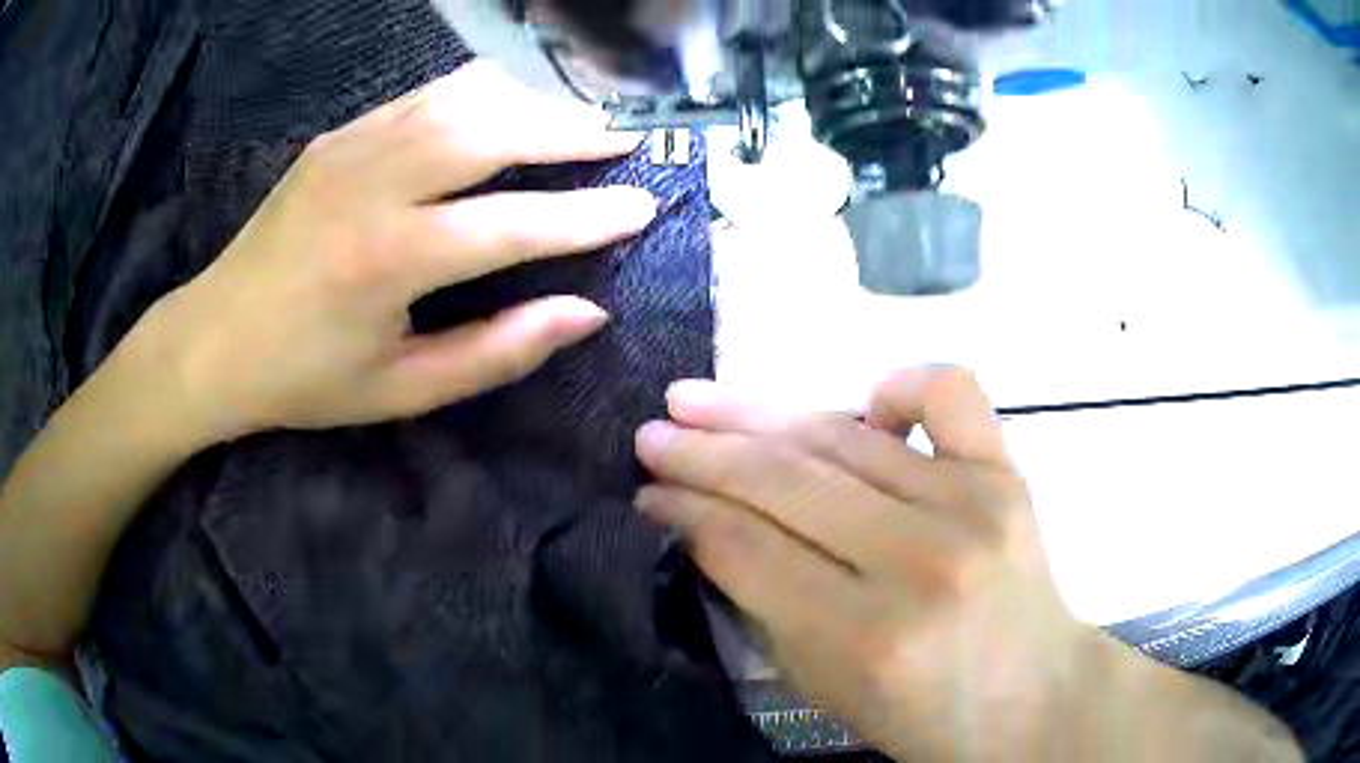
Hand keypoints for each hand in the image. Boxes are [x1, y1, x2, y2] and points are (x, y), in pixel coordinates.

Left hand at [140, 61, 653, 442]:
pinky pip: (427, 96)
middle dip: (572, 130)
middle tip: (627, 136)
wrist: (213, 340)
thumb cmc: (305, 379)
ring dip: (533, 102)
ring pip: (465, 99)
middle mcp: (375, 185)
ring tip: (582, 114)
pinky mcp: (340, 135)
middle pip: (495, 132)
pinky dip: (482, 92)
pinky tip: (512, 102)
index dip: (588, 216)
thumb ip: (498, 352)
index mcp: (388, 261)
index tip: (643, 207)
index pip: (514, 224)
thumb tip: (585, 314)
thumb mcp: (401, 392)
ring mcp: (353, 147)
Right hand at [634, 369, 1095, 761]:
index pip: (745, 548)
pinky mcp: (1007, 475)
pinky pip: (950, 394)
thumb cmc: (924, 712)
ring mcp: (970, 505)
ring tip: (701, 401)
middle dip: (701, 453)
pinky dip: (900, 385)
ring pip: (843, 435)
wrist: (1032, 695)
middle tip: (652, 434)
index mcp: (864, 636)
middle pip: (783, 482)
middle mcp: (917, 560)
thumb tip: (708, 526)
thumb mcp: (823, 686)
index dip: (684, 512)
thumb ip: (764, 607)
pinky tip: (867, 404)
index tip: (648, 493)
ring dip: (759, 414)